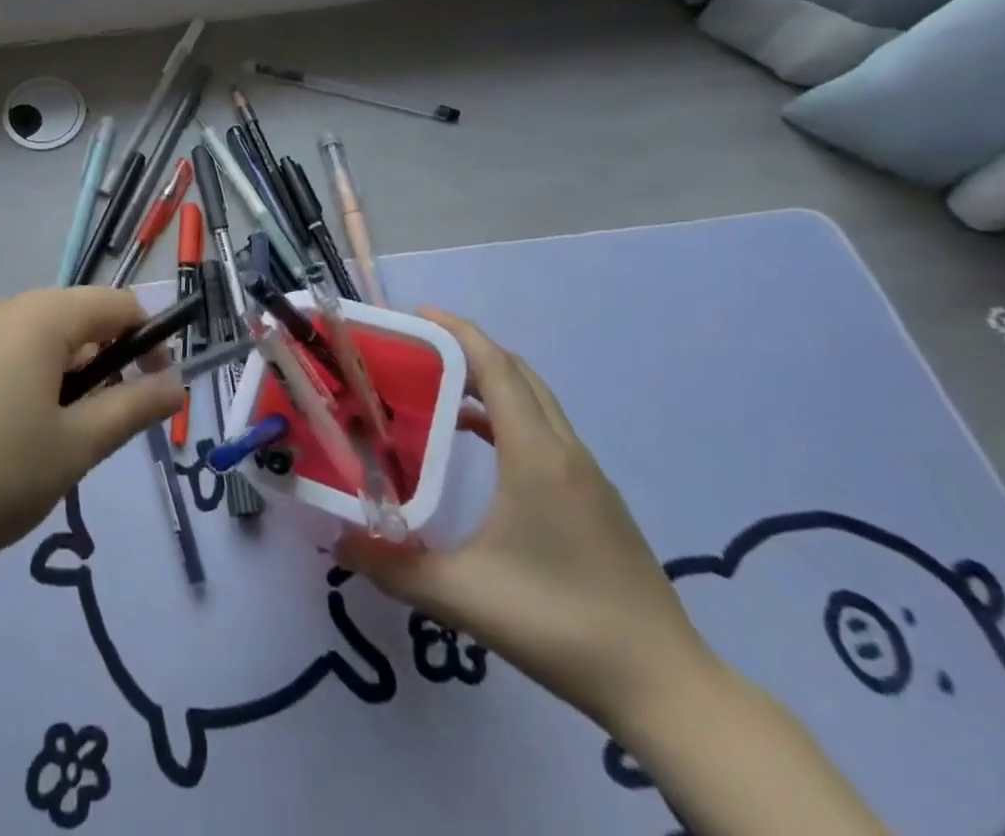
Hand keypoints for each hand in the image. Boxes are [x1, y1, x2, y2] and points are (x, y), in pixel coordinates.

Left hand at [0, 289, 185, 667]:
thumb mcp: (72, 450)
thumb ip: (131, 409)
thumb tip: (175, 382)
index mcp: (40, 316)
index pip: (117, 304)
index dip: (148, 342)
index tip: (151, 397)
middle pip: (72, 323)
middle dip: (98, 372)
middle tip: (89, 442)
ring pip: (29, 348)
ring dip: (55, 388)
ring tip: (38, 457)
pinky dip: (12, 395)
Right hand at [337, 310, 713, 735]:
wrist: (666, 688)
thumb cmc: (560, 625)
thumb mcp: (463, 596)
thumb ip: (393, 567)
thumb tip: (338, 543)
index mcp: (536, 455)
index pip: (497, 367)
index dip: (457, 332)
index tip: (415, 316)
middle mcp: (565, 451)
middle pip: (517, 372)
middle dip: (468, 348)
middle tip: (417, 349)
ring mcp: (587, 475)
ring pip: (536, 401)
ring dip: (491, 381)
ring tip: (438, 388)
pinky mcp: (597, 500)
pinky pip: (546, 431)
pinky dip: (509, 415)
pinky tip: (480, 445)